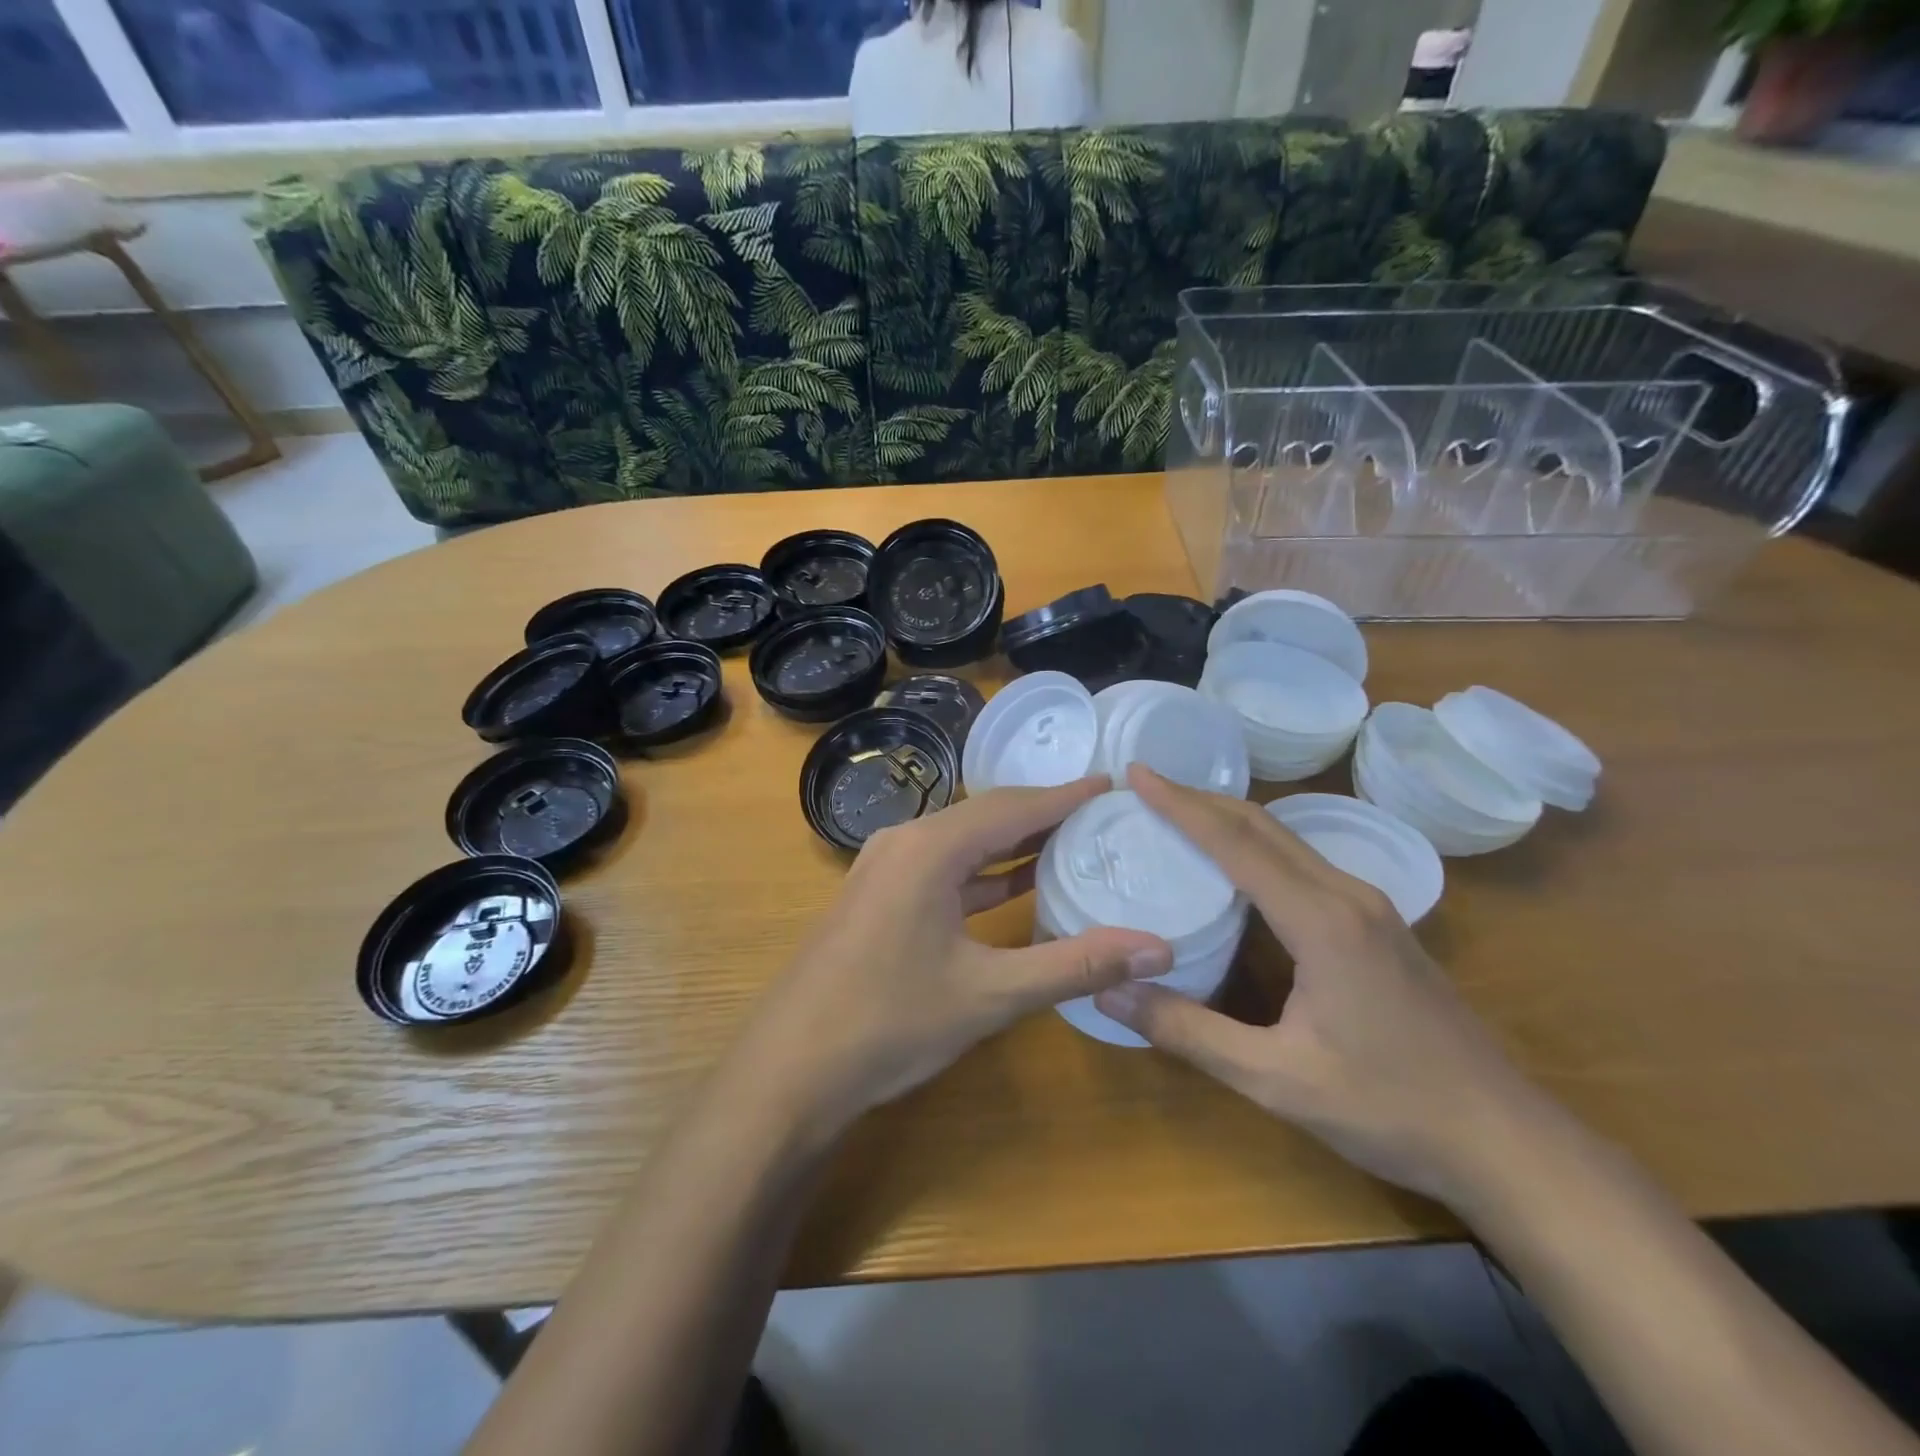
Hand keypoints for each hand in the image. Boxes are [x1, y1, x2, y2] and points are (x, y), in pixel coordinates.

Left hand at [738, 777, 1174, 1137]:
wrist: (791, 1068)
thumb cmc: (890, 1023)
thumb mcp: (990, 995)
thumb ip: (1074, 965)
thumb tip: (1159, 949)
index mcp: (929, 849)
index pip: (1011, 808)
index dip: (1064, 796)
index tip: (1110, 783)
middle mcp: (904, 843)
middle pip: (985, 817)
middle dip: (1042, 814)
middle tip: (1100, 813)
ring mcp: (885, 869)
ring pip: (962, 843)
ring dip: (1012, 844)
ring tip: (1071, 840)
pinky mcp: (878, 897)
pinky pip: (942, 870)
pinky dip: (982, 873)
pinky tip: (1015, 884)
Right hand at [1094, 766, 1549, 1207]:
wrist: (1506, 1141)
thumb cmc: (1389, 1109)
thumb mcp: (1275, 1079)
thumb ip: (1188, 1032)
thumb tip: (1109, 993)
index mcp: (1322, 920)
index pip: (1237, 843)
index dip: (1181, 806)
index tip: (1137, 773)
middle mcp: (1347, 895)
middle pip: (1264, 826)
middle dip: (1201, 801)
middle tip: (1146, 789)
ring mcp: (1370, 907)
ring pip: (1287, 840)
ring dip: (1230, 820)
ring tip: (1178, 816)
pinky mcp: (1378, 925)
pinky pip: (1303, 864)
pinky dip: (1257, 847)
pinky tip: (1235, 868)